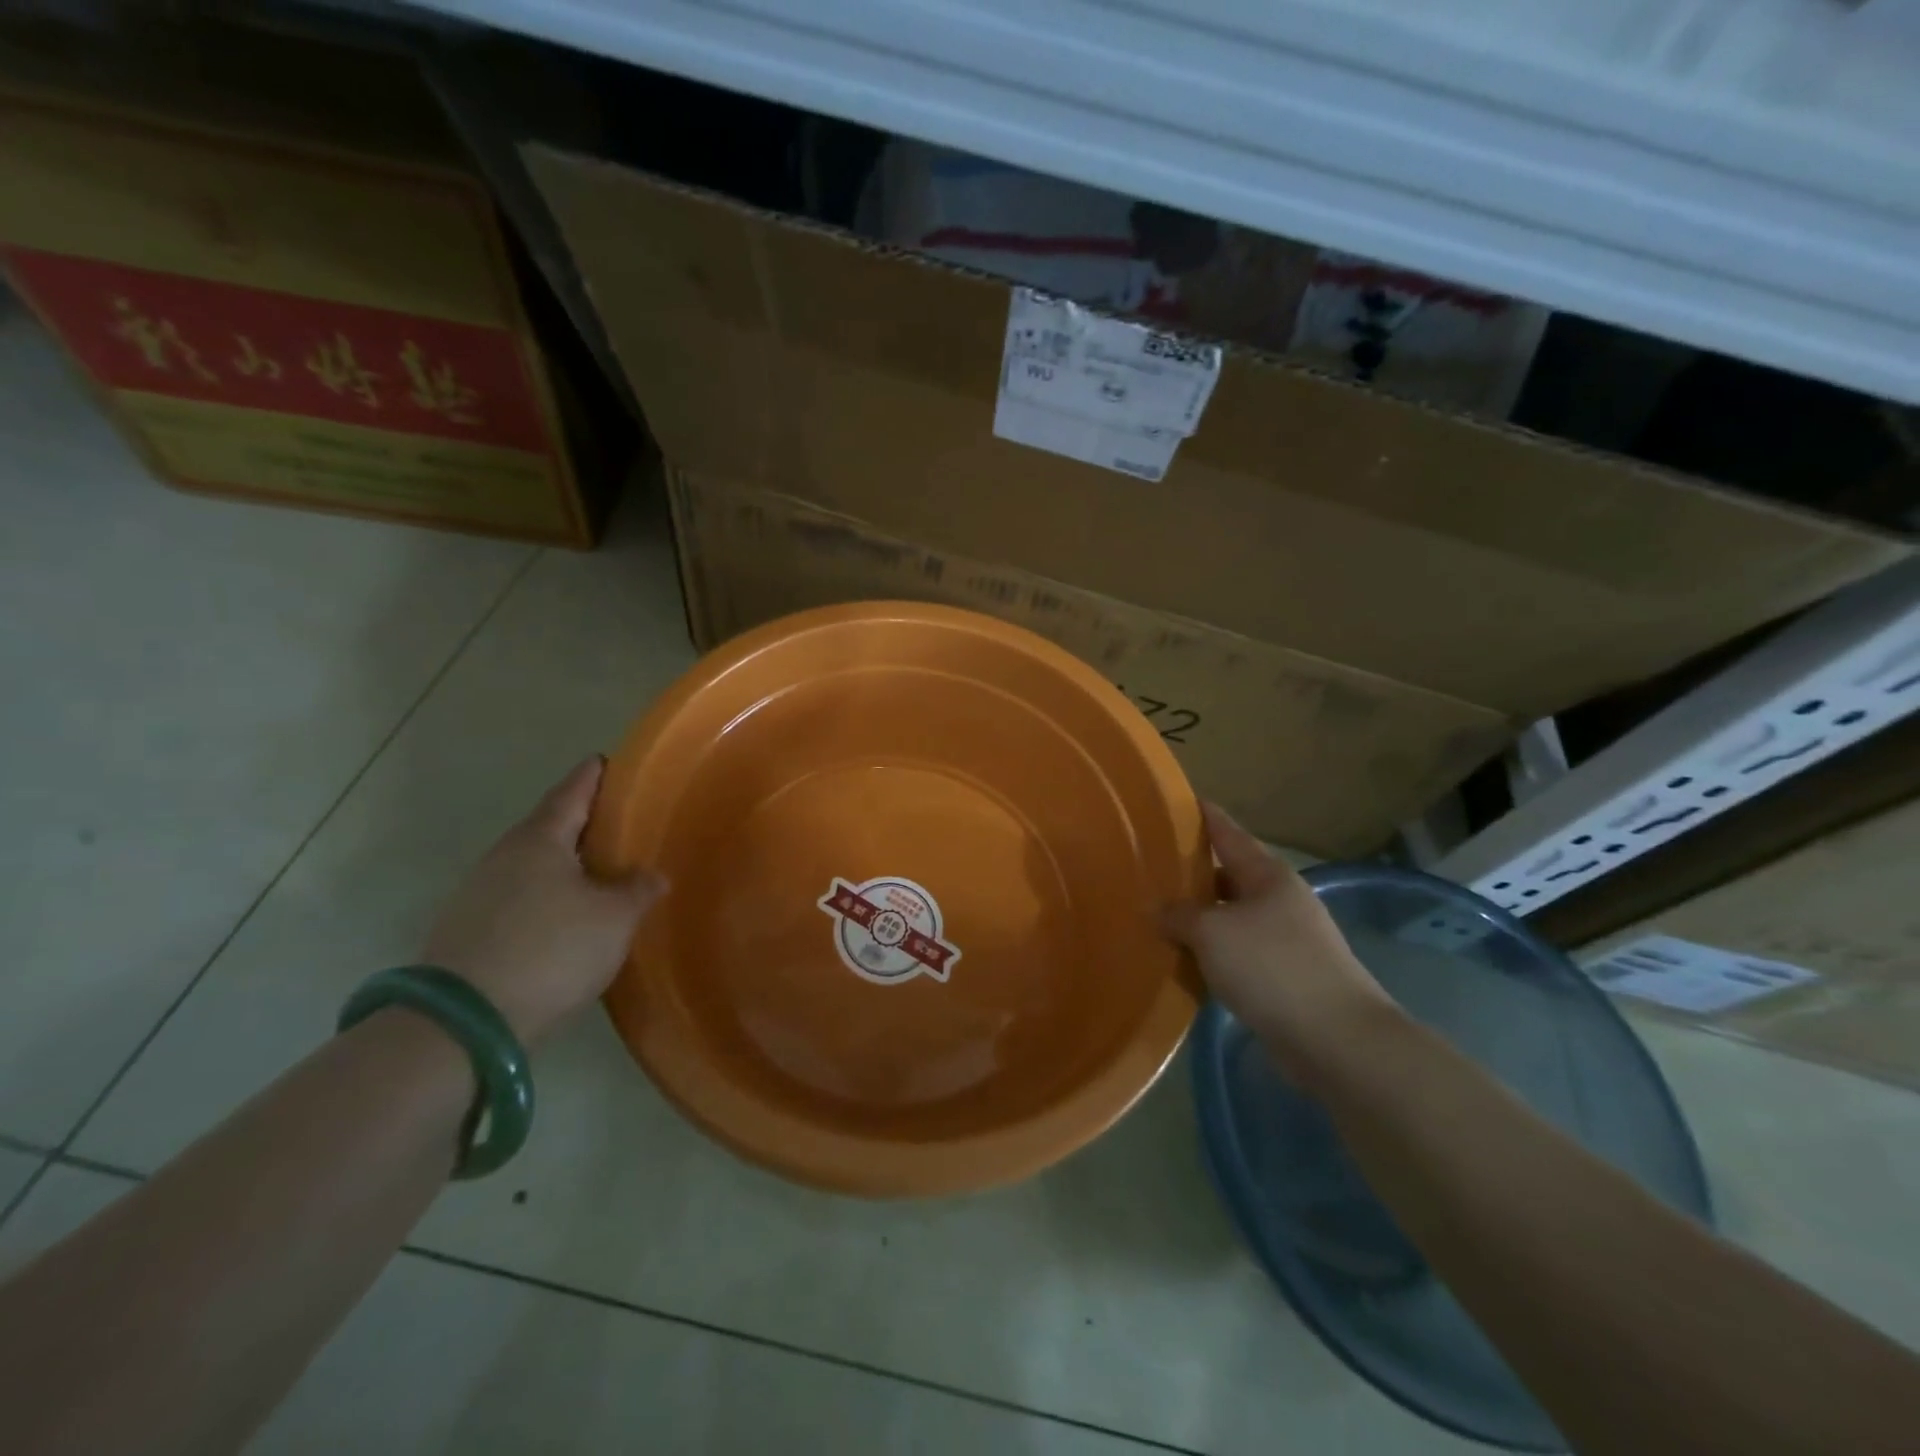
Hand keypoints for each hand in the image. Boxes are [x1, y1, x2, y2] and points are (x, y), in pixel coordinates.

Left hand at [423, 758, 664, 1043]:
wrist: (465, 1021)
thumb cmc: (552, 949)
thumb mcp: (614, 918)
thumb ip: (638, 890)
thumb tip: (652, 876)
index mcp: (540, 839)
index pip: (572, 792)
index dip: (593, 776)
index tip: (607, 761)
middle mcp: (504, 855)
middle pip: (548, 827)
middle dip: (580, 822)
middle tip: (616, 823)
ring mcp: (478, 892)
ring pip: (530, 864)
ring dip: (562, 863)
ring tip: (596, 872)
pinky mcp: (467, 929)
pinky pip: (517, 896)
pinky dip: (544, 894)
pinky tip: (563, 915)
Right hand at [1161, 803, 1400, 1085]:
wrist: (1336, 1039)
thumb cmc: (1271, 967)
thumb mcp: (1212, 933)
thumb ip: (1178, 916)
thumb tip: (1155, 909)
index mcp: (1268, 874)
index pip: (1227, 831)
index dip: (1201, 816)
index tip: (1173, 801)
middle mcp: (1280, 899)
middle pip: (1228, 874)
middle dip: (1192, 871)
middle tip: (1149, 866)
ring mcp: (1286, 938)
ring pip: (1231, 915)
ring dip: (1200, 916)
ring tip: (1157, 913)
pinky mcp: (1285, 975)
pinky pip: (1238, 951)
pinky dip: (1212, 951)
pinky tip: (1184, 958)